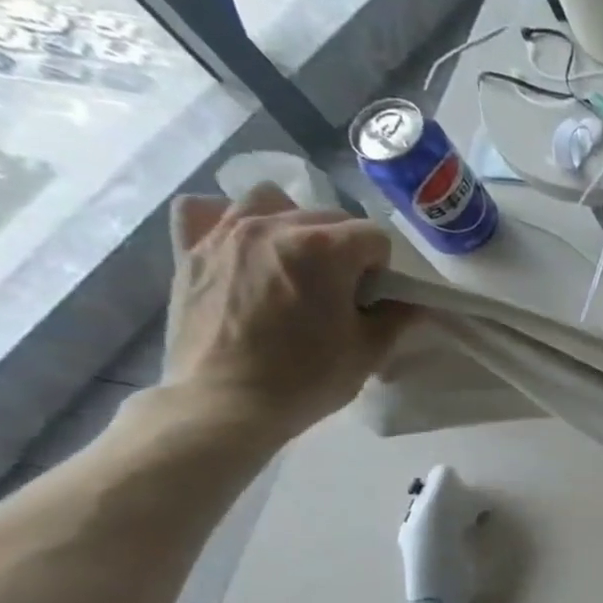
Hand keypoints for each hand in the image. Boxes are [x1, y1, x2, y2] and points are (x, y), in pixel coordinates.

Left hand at [165, 185, 410, 442]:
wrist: (226, 402)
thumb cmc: (307, 377)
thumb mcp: (368, 351)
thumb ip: (396, 317)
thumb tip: (412, 303)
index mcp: (324, 249)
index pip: (374, 236)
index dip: (382, 268)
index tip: (374, 298)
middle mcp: (274, 227)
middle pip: (328, 217)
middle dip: (344, 247)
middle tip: (341, 290)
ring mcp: (226, 234)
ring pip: (269, 200)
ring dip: (292, 223)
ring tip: (294, 260)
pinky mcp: (190, 250)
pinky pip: (203, 210)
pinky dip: (224, 220)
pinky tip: (240, 246)